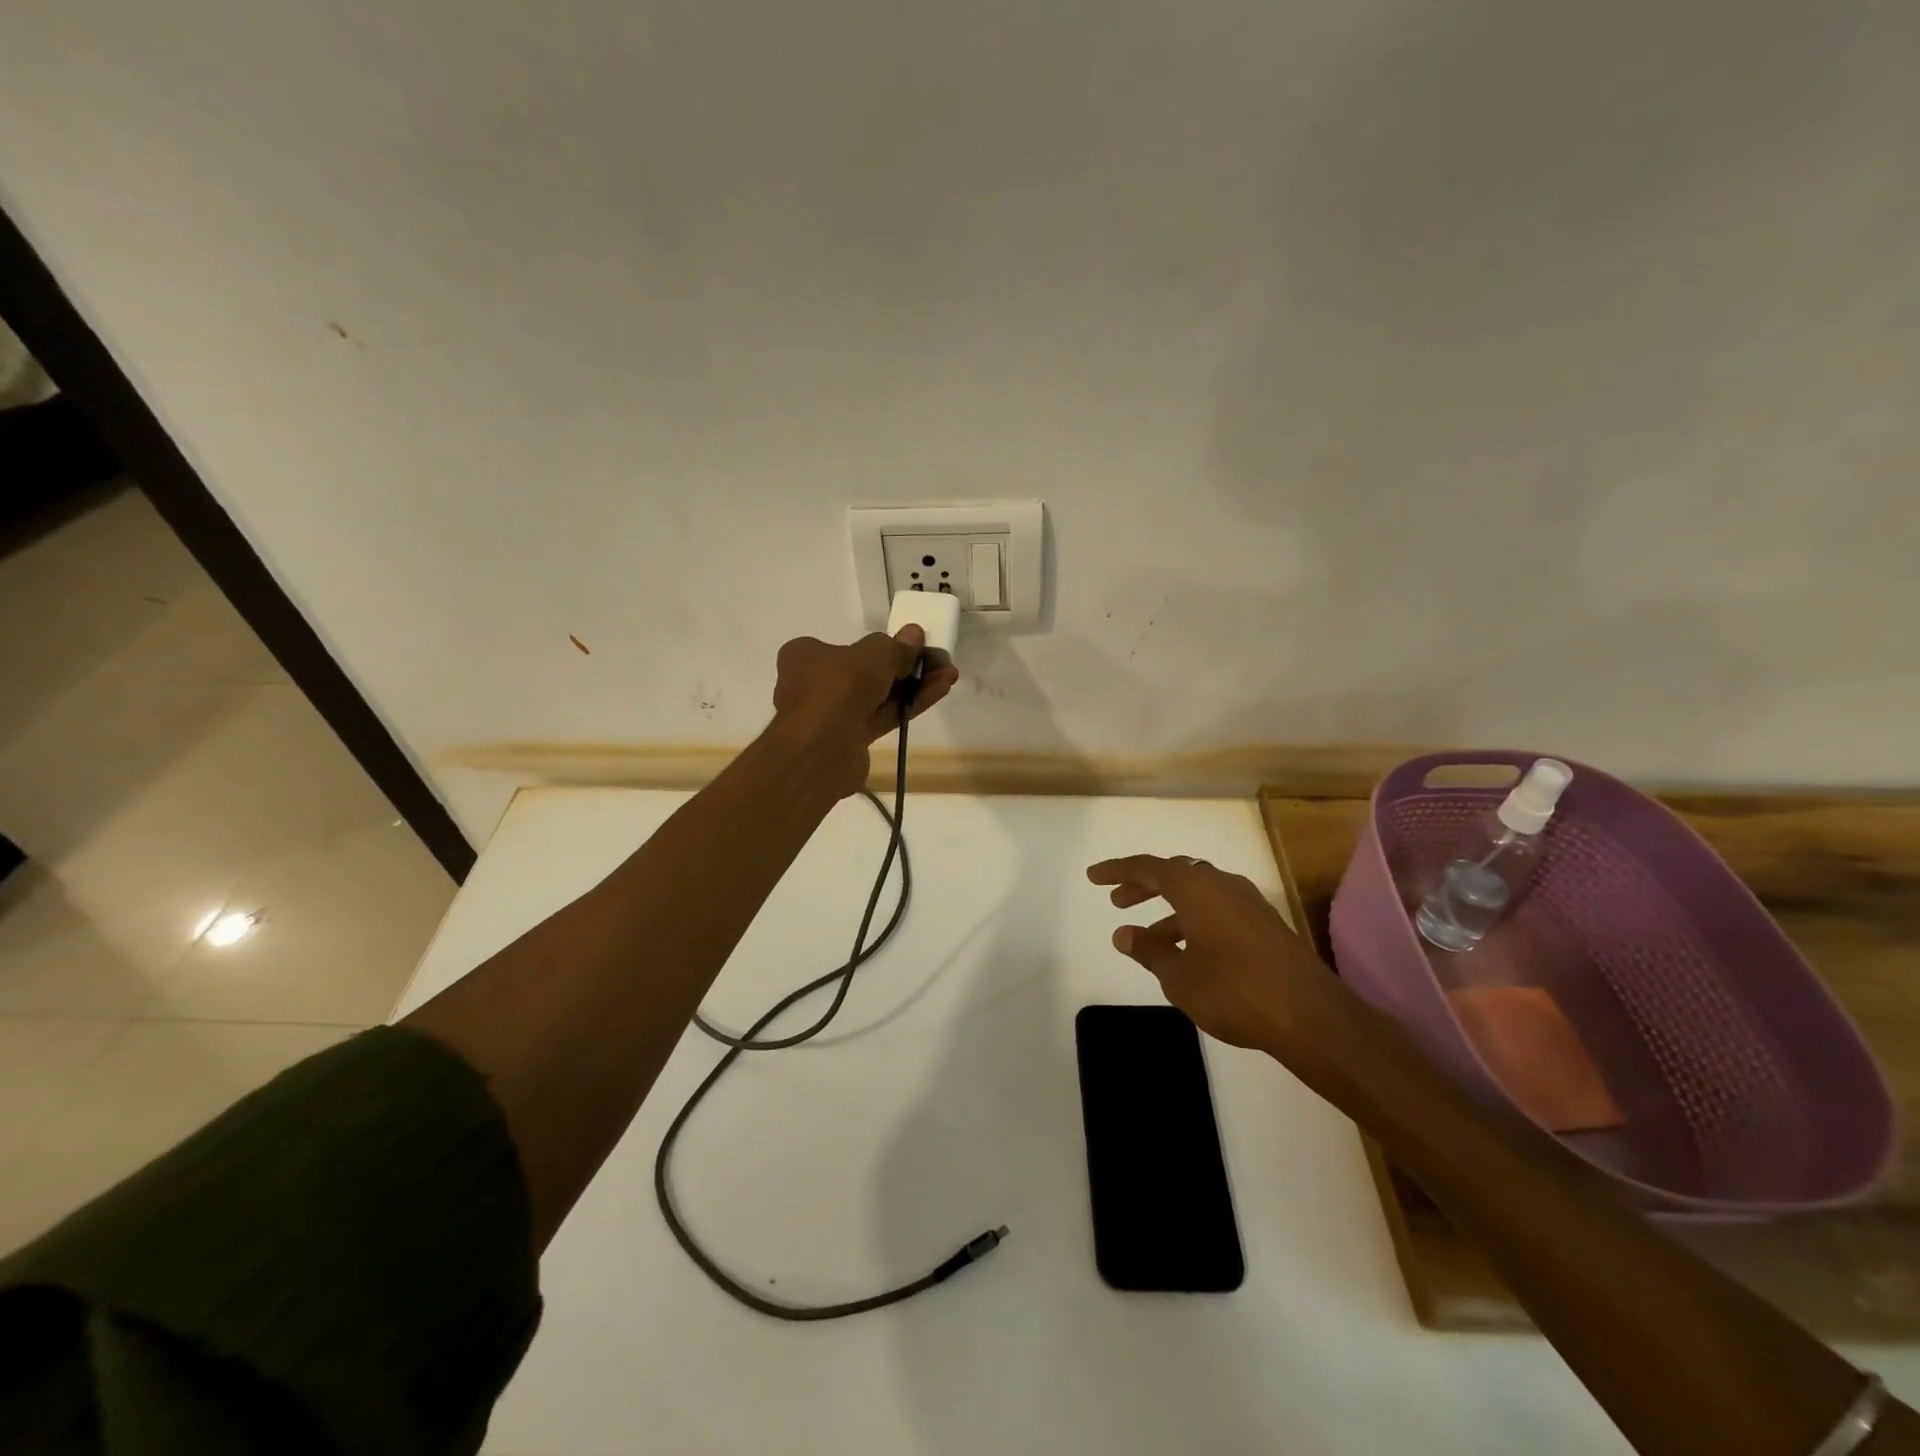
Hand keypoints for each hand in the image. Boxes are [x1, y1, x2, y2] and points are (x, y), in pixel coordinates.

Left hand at [772, 626, 959, 793]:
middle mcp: (812, 685)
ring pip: (877, 697)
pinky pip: (882, 716)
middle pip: (865, 673)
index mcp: (804, 656)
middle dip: (903, 668)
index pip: (844, 647)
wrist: (822, 747)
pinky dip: (908, 706)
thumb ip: (895, 647)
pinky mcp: (849, 741)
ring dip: (912, 686)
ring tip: (948, 676)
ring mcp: (831, 715)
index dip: (878, 648)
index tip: (908, 647)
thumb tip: (914, 634)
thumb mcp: (873, 655)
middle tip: (935, 661)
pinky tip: (937, 692)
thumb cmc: (838, 686)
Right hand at [1086, 854, 1361, 1062]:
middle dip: (1144, 886)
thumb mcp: (1179, 975)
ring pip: (1198, 895)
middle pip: (1175, 875)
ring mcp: (1248, 904)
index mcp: (1196, 887)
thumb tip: (1124, 933)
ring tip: (1148, 940)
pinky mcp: (1265, 925)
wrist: (1310, 1015)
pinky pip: (1218, 910)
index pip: (1147, 867)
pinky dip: (1194, 922)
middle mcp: (1222, 885)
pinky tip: (1187, 953)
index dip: (1117, 871)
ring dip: (1170, 910)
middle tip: (1118, 901)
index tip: (1093, 876)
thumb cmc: (1233, 990)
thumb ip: (1149, 951)